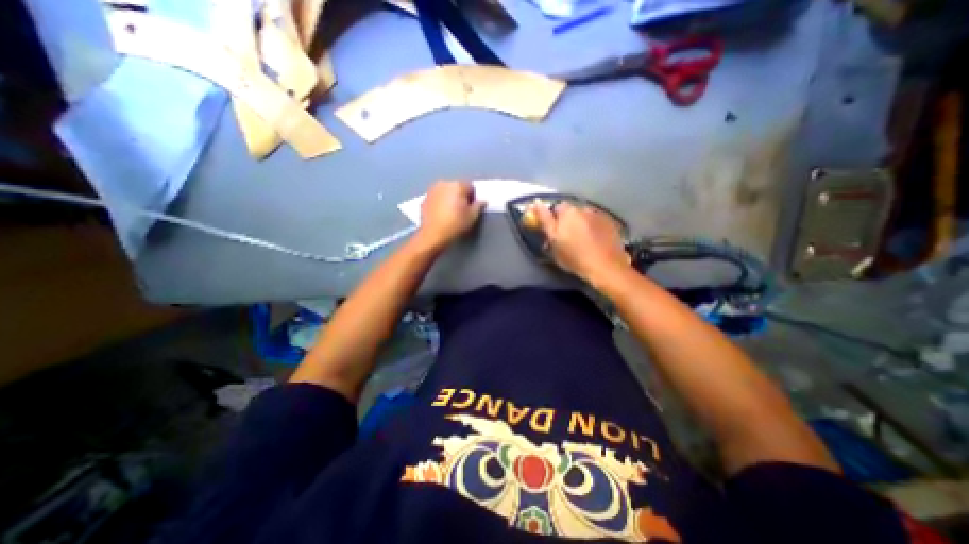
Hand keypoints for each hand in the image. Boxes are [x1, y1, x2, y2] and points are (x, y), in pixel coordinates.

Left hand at [418, 181, 487, 249]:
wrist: (433, 235)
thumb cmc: (455, 225)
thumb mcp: (472, 217)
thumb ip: (478, 206)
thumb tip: (482, 201)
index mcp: (457, 185)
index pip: (470, 186)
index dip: (472, 197)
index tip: (471, 208)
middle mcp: (444, 183)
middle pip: (457, 187)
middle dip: (460, 196)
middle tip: (461, 210)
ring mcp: (432, 190)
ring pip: (445, 191)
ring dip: (449, 198)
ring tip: (450, 213)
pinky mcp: (424, 198)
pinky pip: (436, 197)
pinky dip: (439, 202)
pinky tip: (441, 214)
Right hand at [533, 202, 632, 285]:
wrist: (606, 267)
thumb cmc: (574, 257)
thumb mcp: (553, 241)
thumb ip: (544, 220)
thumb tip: (536, 202)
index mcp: (568, 211)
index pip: (554, 208)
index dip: (552, 219)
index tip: (552, 231)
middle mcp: (584, 208)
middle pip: (570, 212)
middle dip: (567, 221)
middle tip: (566, 238)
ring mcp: (599, 215)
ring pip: (584, 216)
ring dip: (580, 224)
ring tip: (582, 241)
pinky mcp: (611, 224)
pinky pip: (596, 222)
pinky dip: (593, 228)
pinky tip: (594, 242)